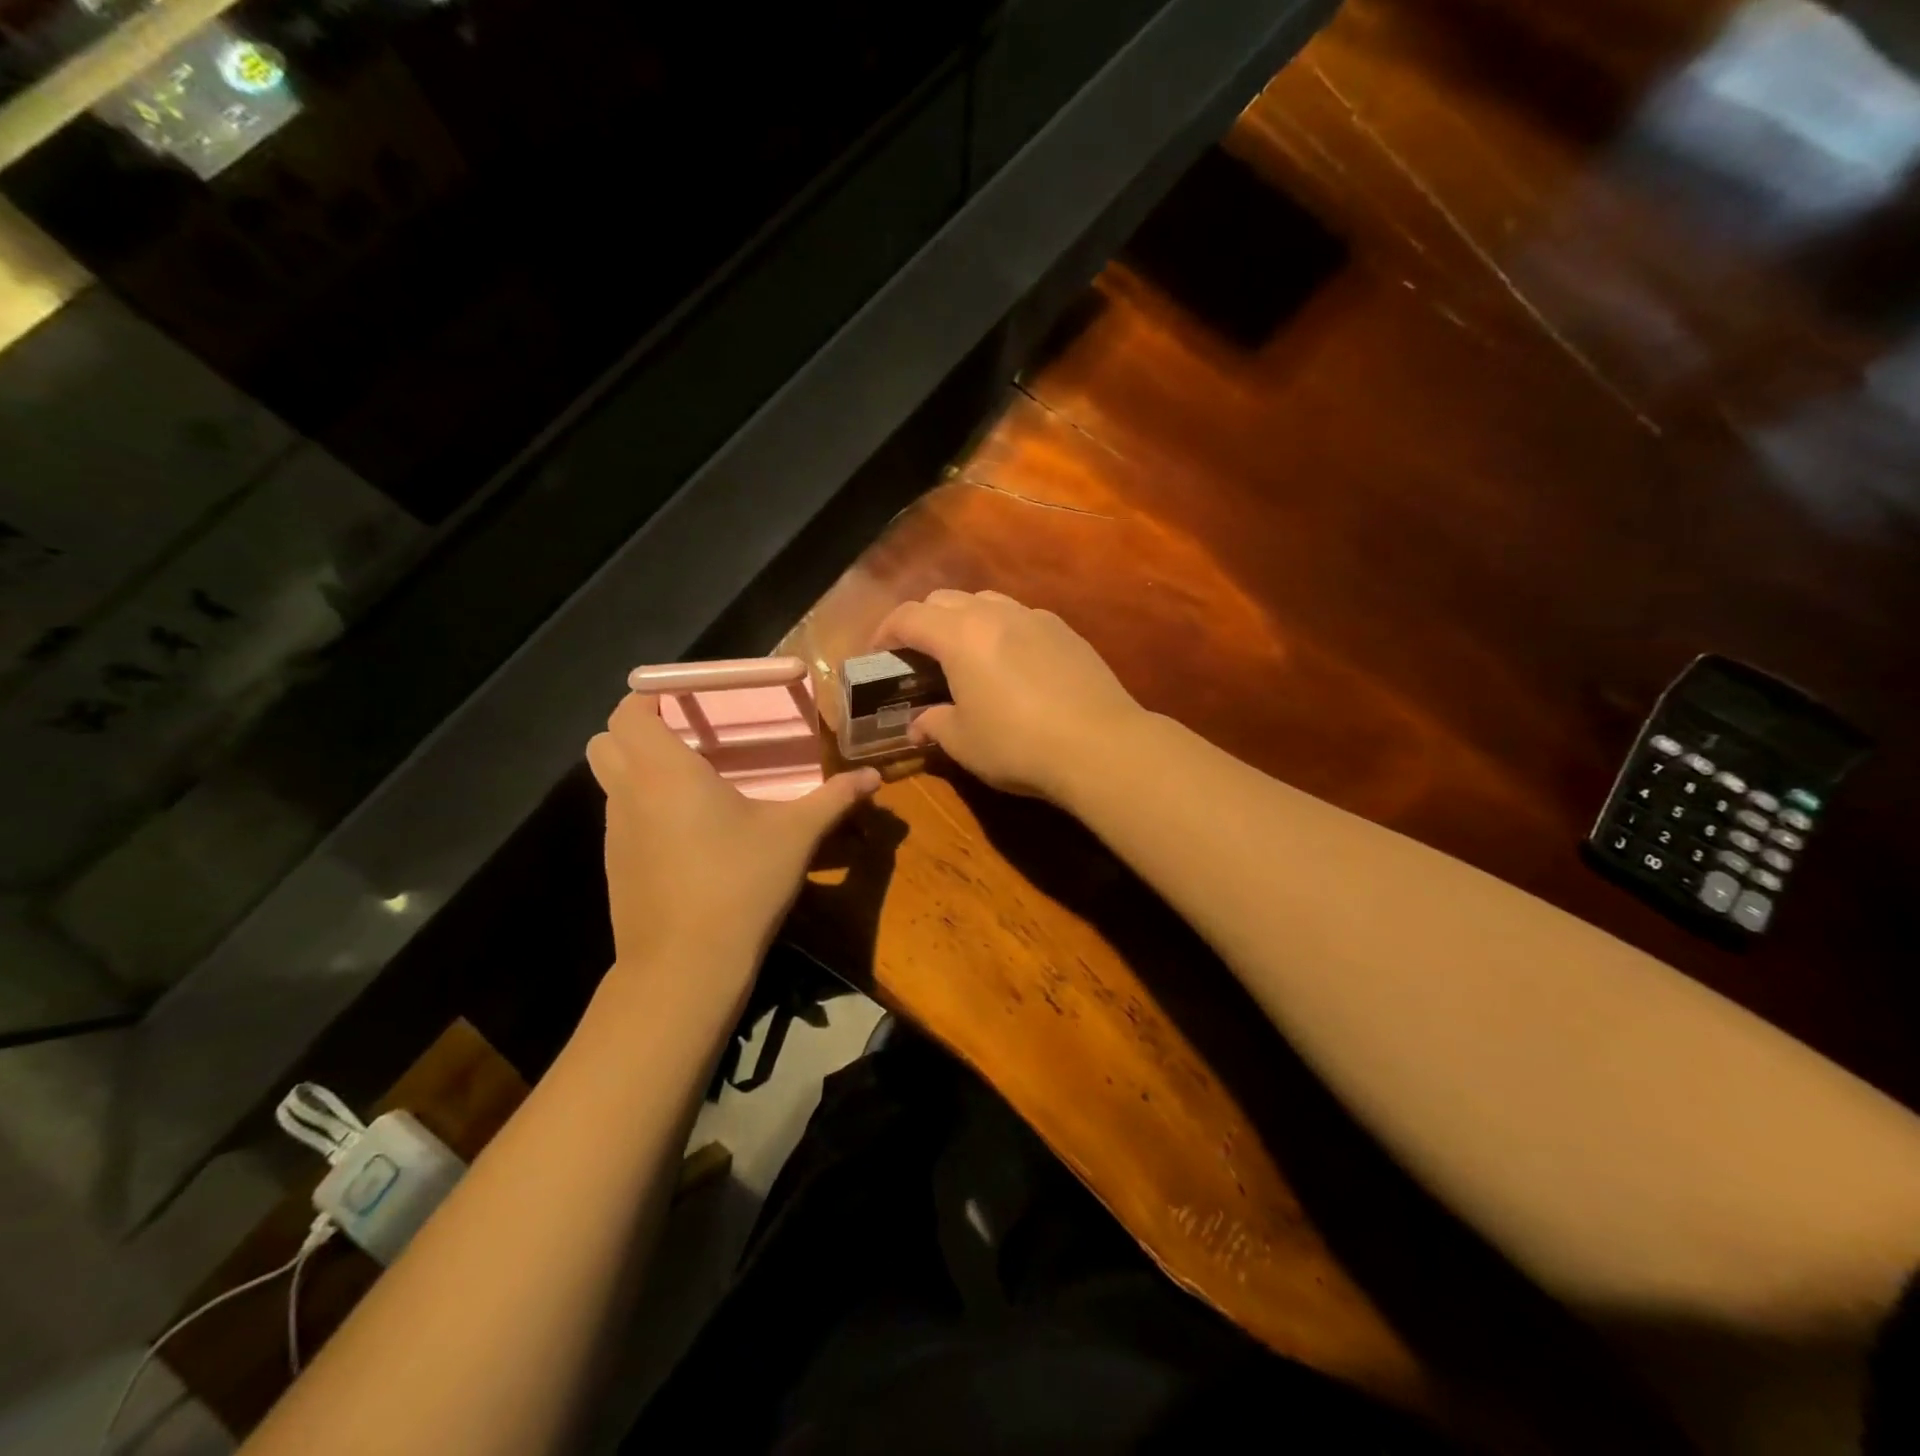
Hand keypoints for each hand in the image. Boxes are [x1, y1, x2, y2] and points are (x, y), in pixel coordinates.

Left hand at [587, 694, 878, 989]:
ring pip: (611, 781)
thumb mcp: (796, 836)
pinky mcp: (616, 866)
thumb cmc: (739, 884)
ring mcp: (616, 832)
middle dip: (638, 731)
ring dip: (640, 770)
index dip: (649, 697)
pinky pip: (622, 818)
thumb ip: (834, 799)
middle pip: (606, 741)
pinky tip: (690, 835)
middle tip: (688, 740)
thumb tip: (874, 777)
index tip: (686, 702)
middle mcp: (629, 793)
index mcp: (664, 771)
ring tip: (694, 785)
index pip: (628, 712)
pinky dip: (644, 809)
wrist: (685, 967)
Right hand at [872, 589, 1144, 802]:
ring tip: (963, 654)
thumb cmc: (1018, 744)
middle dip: (922, 621)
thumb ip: (934, 725)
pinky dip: (1001, 630)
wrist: (1100, 745)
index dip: (884, 632)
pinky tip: (1010, 663)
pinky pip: (1021, 617)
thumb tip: (918, 725)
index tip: (876, 654)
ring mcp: (1035, 618)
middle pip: (945, 599)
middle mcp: (996, 614)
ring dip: (963, 620)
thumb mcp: (964, 742)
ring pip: (986, 601)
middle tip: (917, 656)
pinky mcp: (1066, 632)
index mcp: (960, 636)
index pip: (908, 617)